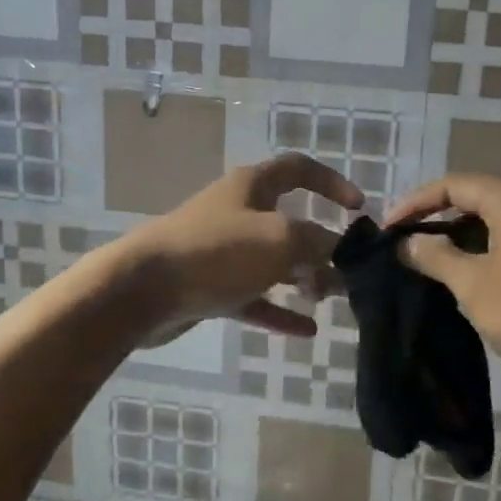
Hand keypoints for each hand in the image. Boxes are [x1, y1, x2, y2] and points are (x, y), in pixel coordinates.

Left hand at [123, 153, 362, 339]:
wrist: (142, 289)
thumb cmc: (217, 251)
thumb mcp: (280, 239)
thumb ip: (319, 242)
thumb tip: (342, 249)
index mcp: (252, 186)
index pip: (299, 169)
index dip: (332, 182)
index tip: (358, 208)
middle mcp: (238, 212)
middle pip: (290, 221)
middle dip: (321, 244)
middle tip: (348, 269)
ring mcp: (223, 251)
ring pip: (273, 262)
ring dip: (304, 278)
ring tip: (333, 298)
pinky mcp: (210, 286)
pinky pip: (254, 297)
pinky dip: (279, 310)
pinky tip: (307, 331)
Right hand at [387, 173, 500, 384]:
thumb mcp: (473, 284)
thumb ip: (434, 256)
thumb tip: (405, 243)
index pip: (452, 185)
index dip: (414, 204)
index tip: (387, 229)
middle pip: (473, 199)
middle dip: (435, 220)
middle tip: (405, 246)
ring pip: (492, 222)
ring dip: (458, 240)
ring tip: (429, 264)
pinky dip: (483, 252)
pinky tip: (467, 279)